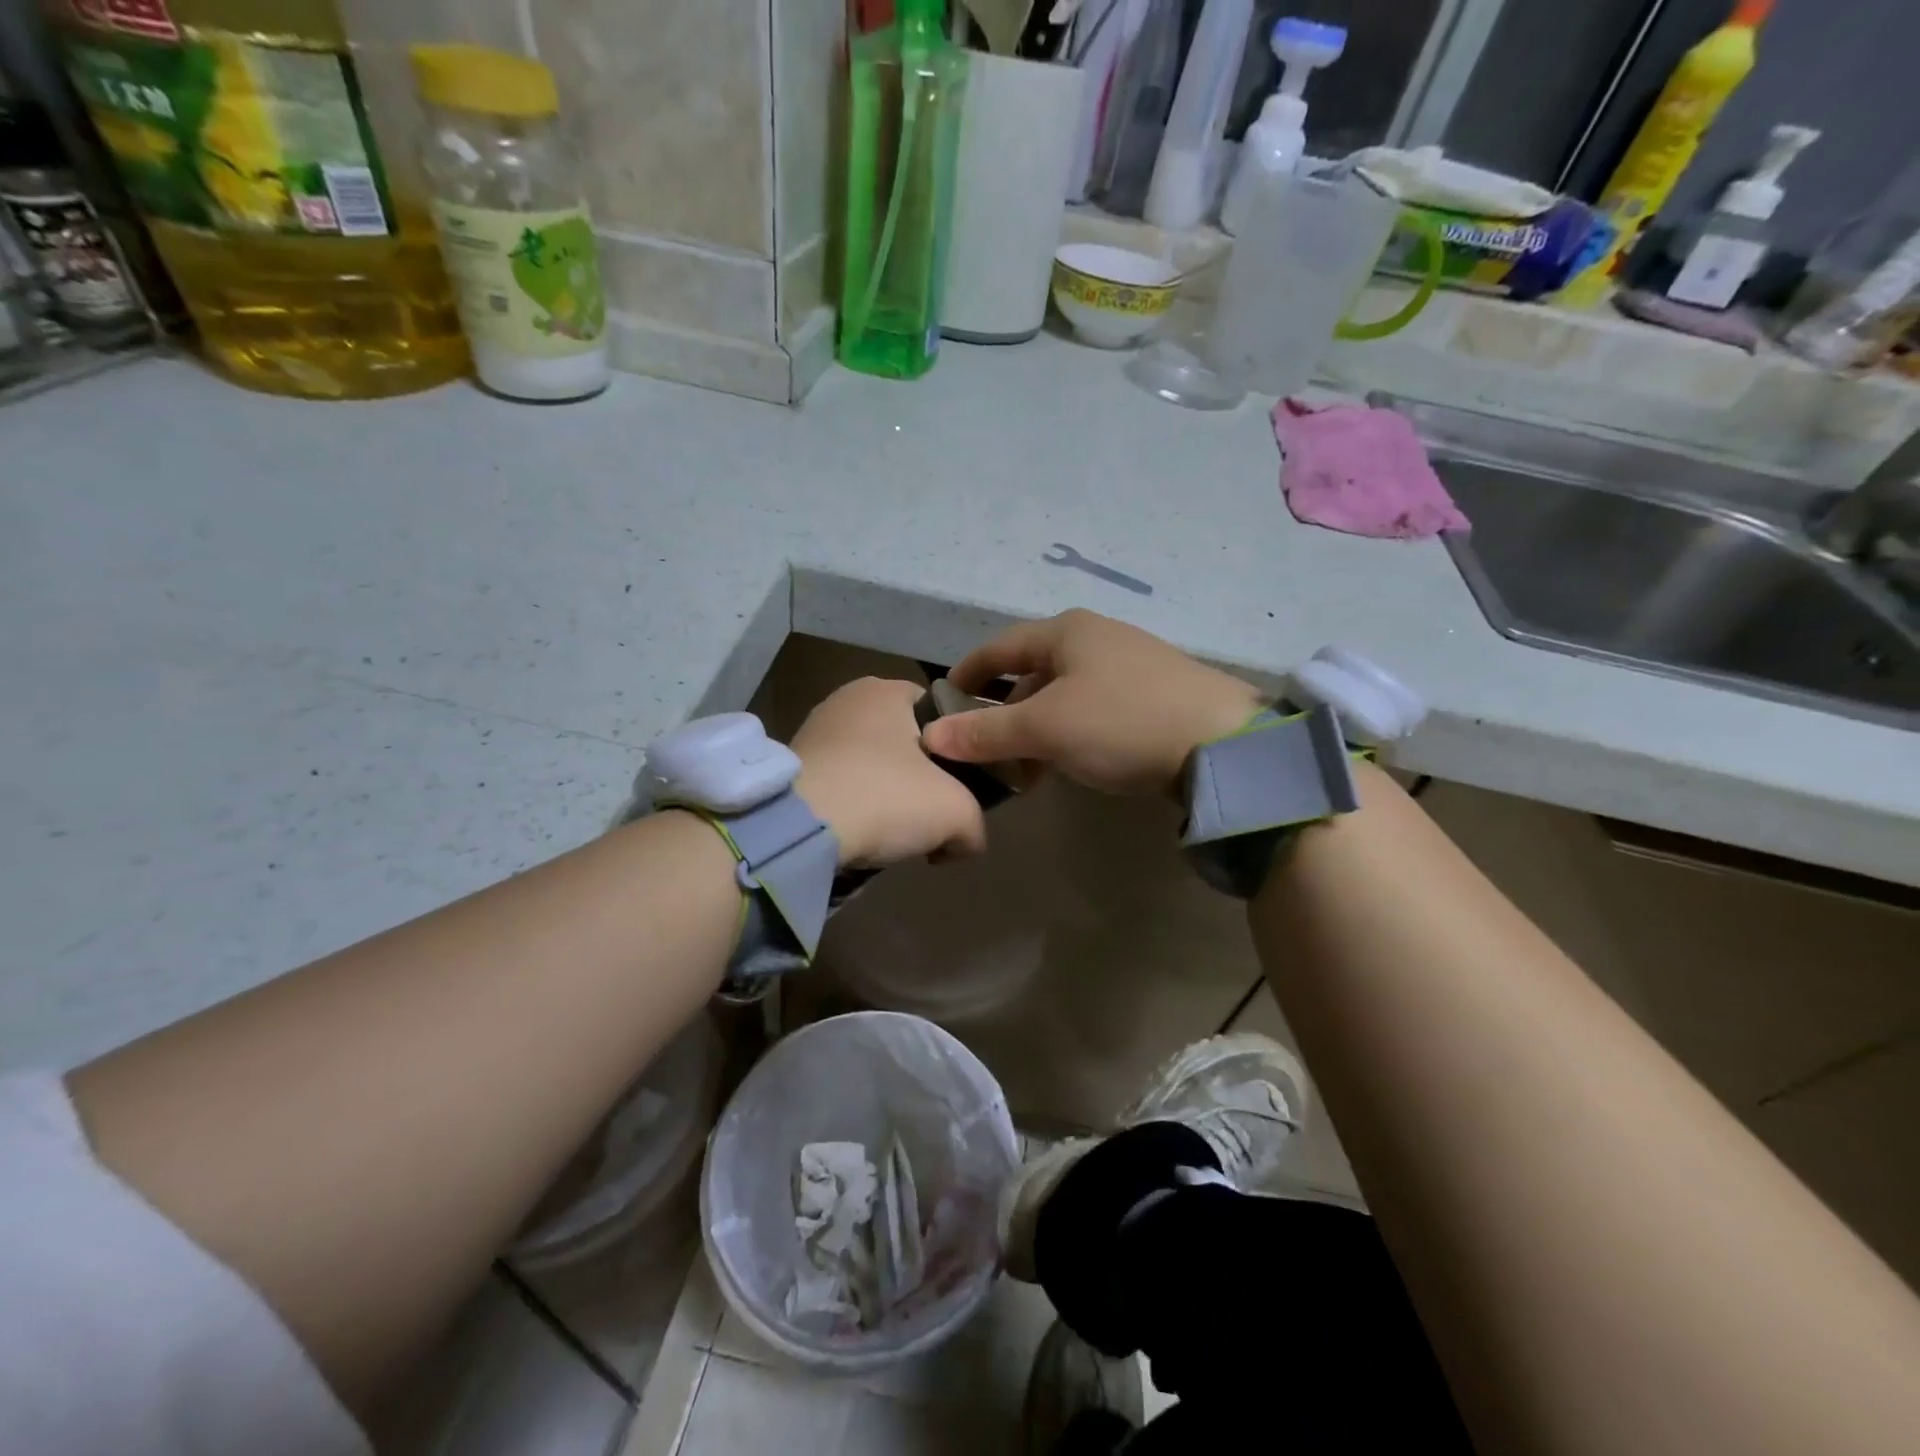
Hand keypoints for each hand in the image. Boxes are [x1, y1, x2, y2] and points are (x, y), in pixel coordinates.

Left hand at [792, 677, 988, 866]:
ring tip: (889, 834)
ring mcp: (813, 730)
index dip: (957, 751)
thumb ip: (975, 825)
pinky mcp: (789, 766)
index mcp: (887, 689)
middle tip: (927, 819)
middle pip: (904, 742)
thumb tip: (963, 842)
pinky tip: (855, 834)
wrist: (797, 828)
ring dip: (883, 797)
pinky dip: (851, 807)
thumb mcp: (956, 813)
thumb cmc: (885, 797)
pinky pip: (838, 784)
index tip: (960, 789)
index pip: (940, 712)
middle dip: (919, 780)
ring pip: (870, 766)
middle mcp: (847, 699)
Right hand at [921, 610, 1265, 796]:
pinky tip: (1070, 762)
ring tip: (1025, 770)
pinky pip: (1093, 708)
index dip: (966, 675)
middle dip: (1003, 713)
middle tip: (985, 752)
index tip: (941, 705)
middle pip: (1031, 673)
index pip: (998, 648)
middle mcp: (1096, 637)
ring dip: (1036, 729)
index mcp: (1065, 632)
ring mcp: (1129, 663)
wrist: (1222, 742)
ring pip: (1063, 694)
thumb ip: (986, 732)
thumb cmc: (1120, 722)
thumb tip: (930, 737)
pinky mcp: (1153, 693)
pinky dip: (1069, 733)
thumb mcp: (1045, 728)